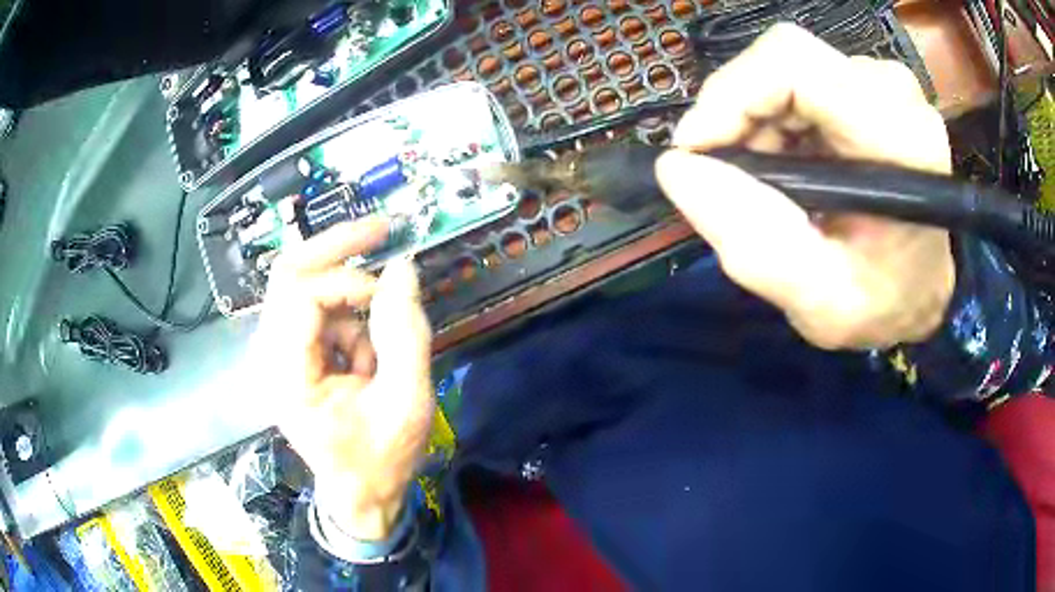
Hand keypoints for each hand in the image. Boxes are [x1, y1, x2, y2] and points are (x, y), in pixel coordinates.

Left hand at [254, 218, 433, 539]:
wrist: (358, 491)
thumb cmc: (380, 458)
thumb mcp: (407, 402)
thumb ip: (406, 334)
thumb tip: (403, 268)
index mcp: (287, 377)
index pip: (299, 294)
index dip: (346, 282)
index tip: (386, 296)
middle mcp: (269, 356)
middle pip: (289, 273)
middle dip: (337, 247)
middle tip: (382, 228)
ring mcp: (274, 352)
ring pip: (302, 286)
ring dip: (347, 303)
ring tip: (374, 356)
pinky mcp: (286, 352)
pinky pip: (314, 309)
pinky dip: (345, 319)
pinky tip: (362, 360)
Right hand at [656, 24, 954, 349]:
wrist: (918, 290)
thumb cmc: (882, 304)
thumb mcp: (818, 302)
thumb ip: (753, 243)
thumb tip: (677, 168)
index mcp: (900, 140)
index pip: (795, 65)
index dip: (731, 95)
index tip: (697, 151)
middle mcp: (895, 94)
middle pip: (784, 60)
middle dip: (739, 114)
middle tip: (729, 176)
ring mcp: (883, 83)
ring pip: (785, 68)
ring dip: (755, 121)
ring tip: (765, 182)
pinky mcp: (867, 85)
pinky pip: (797, 79)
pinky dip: (772, 119)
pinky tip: (784, 164)